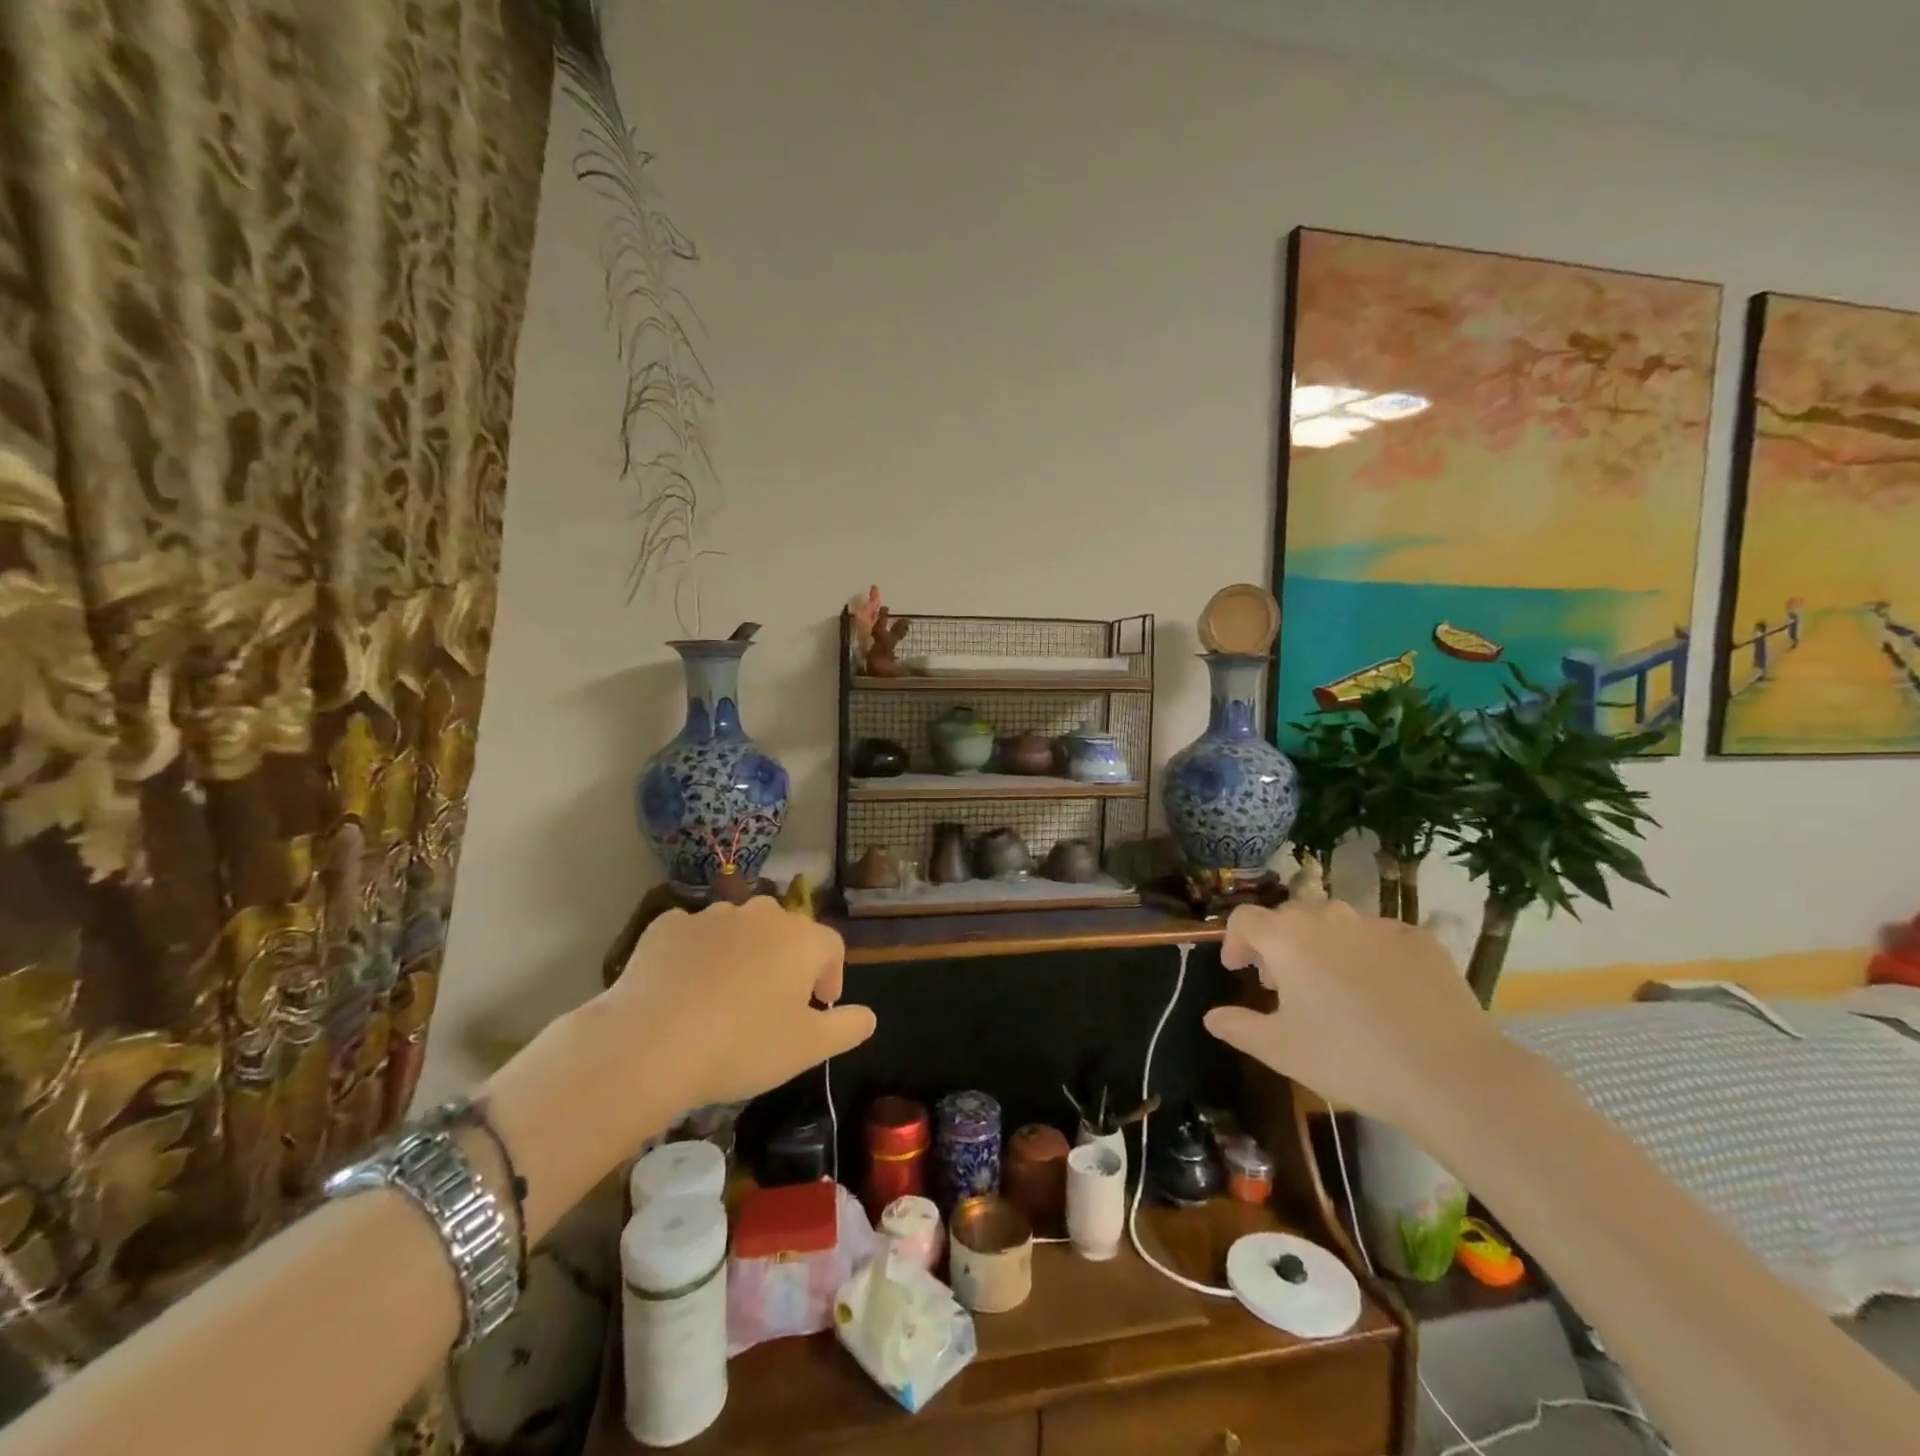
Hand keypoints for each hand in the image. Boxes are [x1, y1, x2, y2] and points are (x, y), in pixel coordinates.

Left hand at [601, 897, 875, 1110]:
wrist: (649, 1043)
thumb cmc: (742, 1045)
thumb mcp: (807, 1049)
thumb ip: (848, 1027)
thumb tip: (869, 1015)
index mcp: (801, 938)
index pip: (831, 947)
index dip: (831, 976)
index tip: (819, 1007)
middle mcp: (761, 915)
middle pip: (786, 933)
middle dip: (786, 961)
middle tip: (774, 1003)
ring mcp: (711, 916)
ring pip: (739, 930)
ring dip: (743, 955)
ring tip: (726, 997)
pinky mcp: (666, 926)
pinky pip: (694, 936)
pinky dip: (698, 954)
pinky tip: (686, 988)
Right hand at [1202, 898, 1503, 1126]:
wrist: (1448, 1073)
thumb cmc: (1349, 1058)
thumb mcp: (1280, 1050)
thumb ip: (1238, 1027)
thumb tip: (1211, 1016)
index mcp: (1287, 938)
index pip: (1244, 918)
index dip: (1234, 940)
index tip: (1239, 970)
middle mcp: (1327, 917)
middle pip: (1289, 916)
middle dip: (1278, 944)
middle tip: (1284, 983)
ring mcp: (1376, 924)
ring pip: (1335, 923)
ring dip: (1322, 945)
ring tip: (1333, 986)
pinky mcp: (1419, 939)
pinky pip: (1378, 937)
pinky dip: (1367, 954)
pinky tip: (1381, 992)